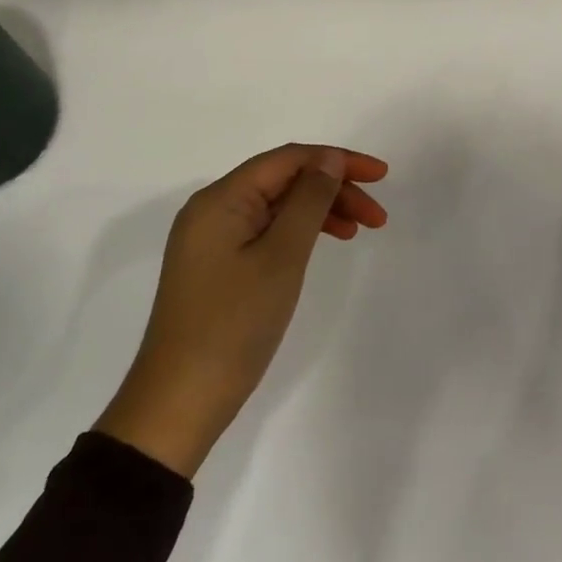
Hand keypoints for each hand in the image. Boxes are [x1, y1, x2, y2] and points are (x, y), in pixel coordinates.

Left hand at [96, 144, 388, 476]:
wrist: (180, 402)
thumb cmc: (234, 325)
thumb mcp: (282, 257)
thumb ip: (309, 200)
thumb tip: (328, 159)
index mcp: (221, 199)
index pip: (288, 159)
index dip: (338, 160)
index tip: (382, 176)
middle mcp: (212, 209)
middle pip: (283, 180)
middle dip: (333, 188)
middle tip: (377, 216)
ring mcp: (211, 239)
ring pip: (277, 206)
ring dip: (320, 210)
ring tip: (359, 230)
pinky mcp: (216, 265)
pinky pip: (265, 230)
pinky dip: (299, 232)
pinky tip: (323, 243)